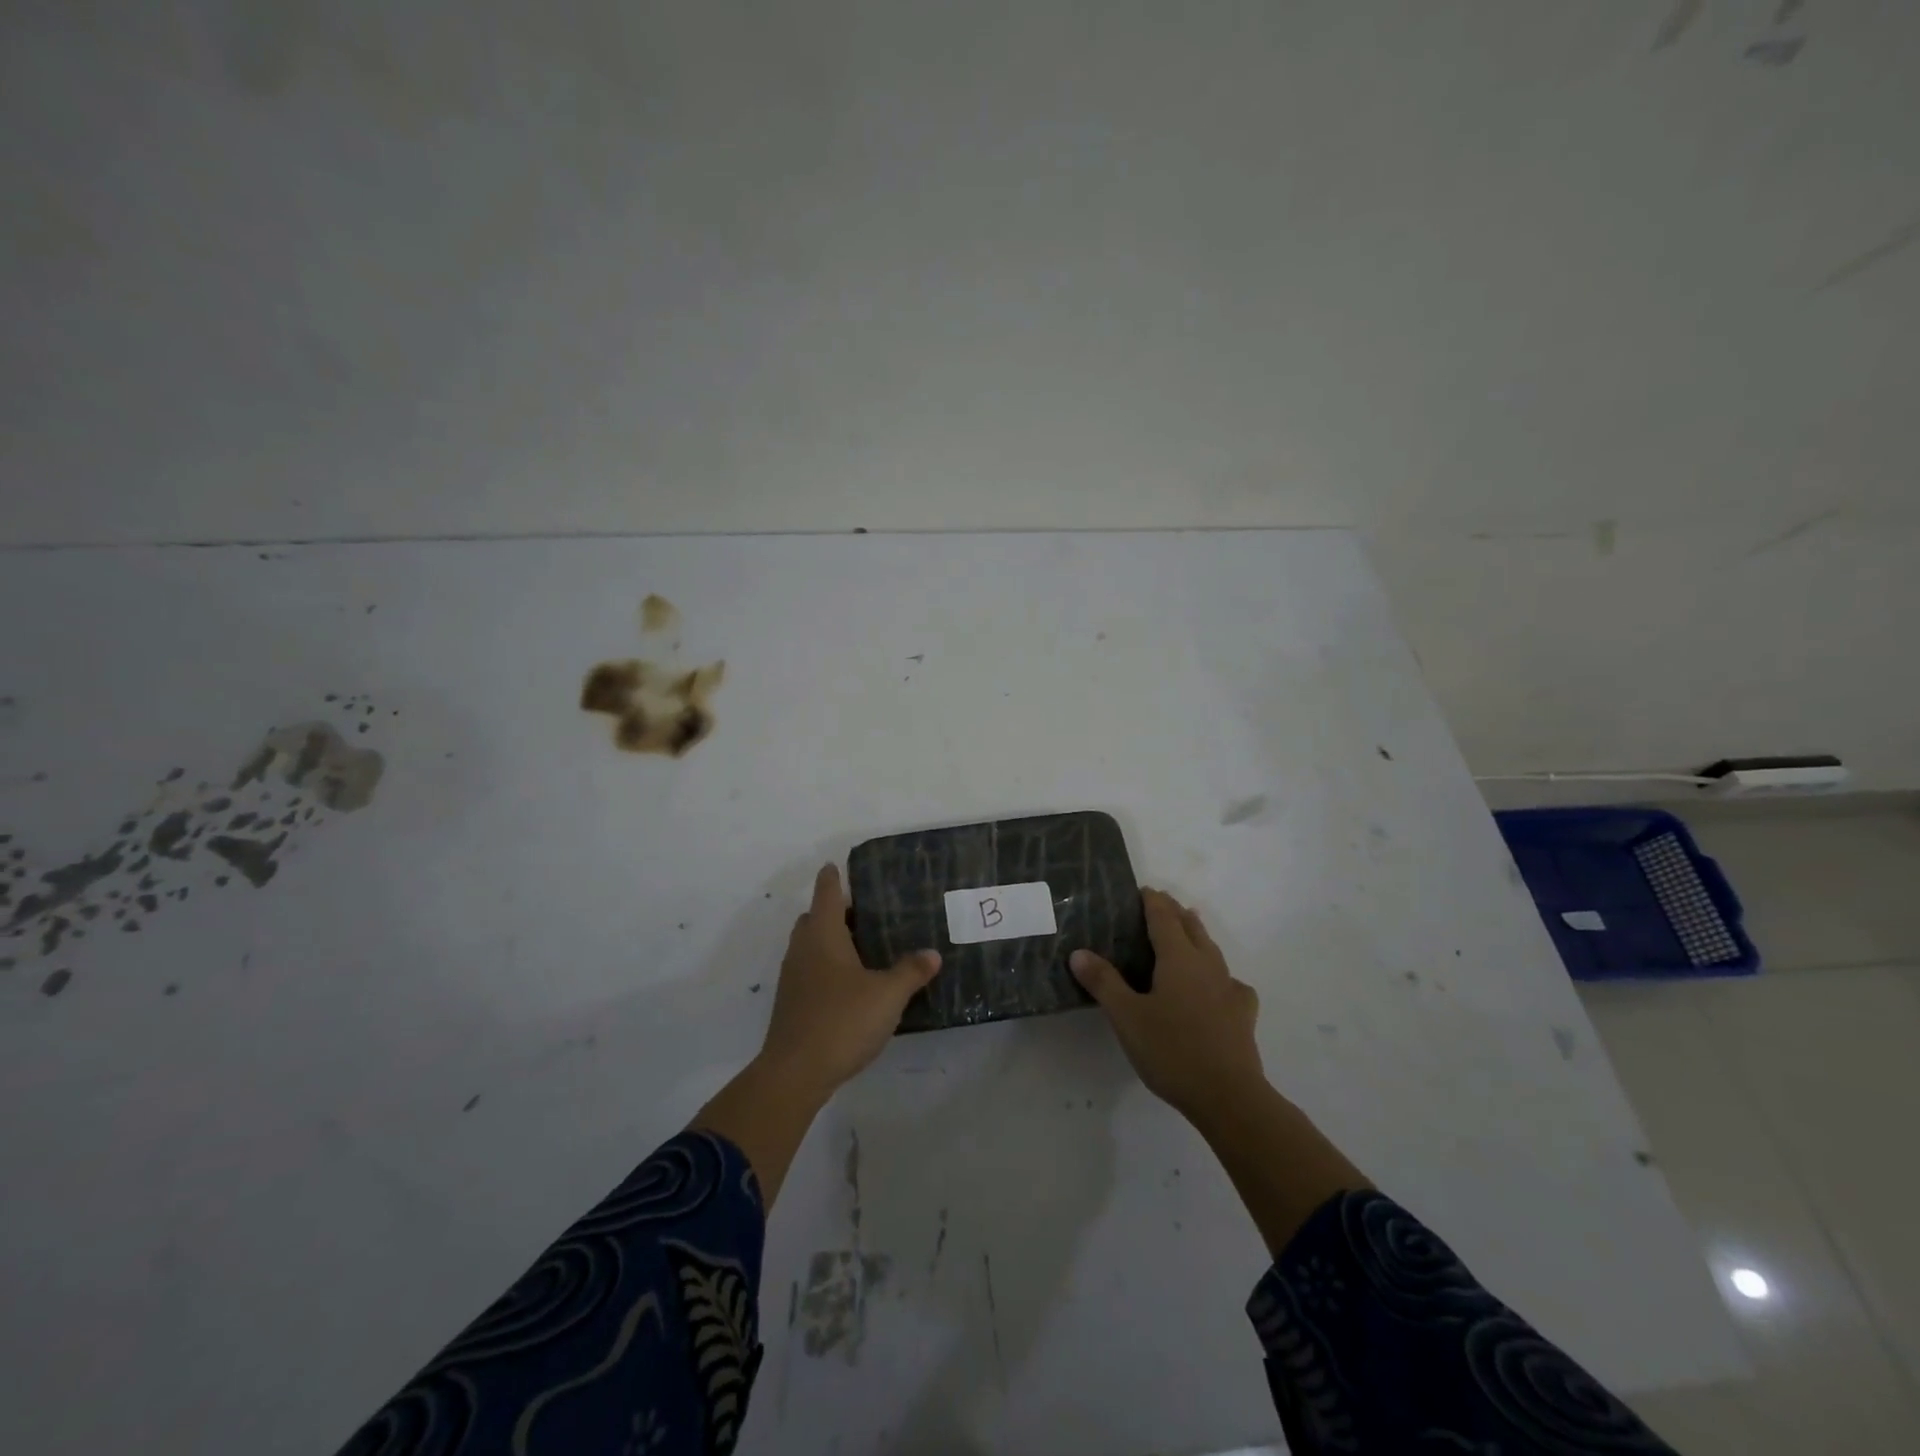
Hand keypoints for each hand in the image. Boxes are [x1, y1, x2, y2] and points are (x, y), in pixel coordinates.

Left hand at [756, 863, 942, 1102]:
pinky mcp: (792, 1003)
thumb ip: (911, 972)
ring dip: (830, 940)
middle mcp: (803, 949)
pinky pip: (809, 969)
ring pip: (809, 945)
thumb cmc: (842, 1021)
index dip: (833, 878)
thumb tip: (932, 954)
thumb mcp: (888, 995)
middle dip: (834, 910)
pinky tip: (850, 984)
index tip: (839, 866)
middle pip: (814, 918)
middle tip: (865, 912)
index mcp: (823, 935)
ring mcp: (793, 977)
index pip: (827, 893)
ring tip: (862, 946)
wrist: (795, 1073)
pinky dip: (826, 965)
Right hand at [1071, 888, 1265, 1127]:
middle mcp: (1206, 965)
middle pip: (1191, 927)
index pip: (1164, 918)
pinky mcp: (1243, 1014)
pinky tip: (1219, 987)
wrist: (1228, 1096)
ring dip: (1198, 935)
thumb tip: (1079, 952)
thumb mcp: (1126, 1017)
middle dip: (1176, 912)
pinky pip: (1231, 982)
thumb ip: (1103, 982)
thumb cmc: (1171, 1050)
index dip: (1153, 902)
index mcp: (1178, 958)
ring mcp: (1229, 988)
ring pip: (1212, 950)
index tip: (1144, 890)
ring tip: (1189, 928)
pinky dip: (1220, 975)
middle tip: (1161, 904)